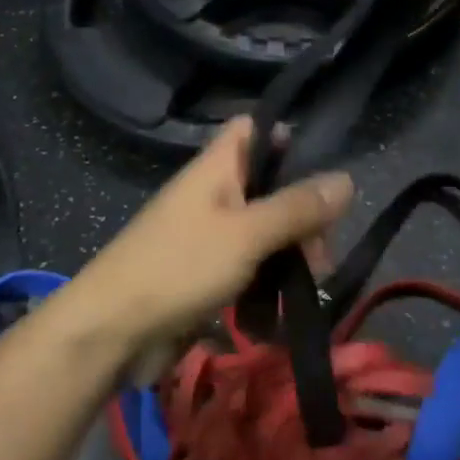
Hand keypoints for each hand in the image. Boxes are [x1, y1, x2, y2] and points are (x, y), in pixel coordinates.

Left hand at [59, 117, 353, 368]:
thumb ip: (296, 208)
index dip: (285, 135)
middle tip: (323, 251)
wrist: (113, 330)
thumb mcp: (247, 234)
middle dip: (302, 213)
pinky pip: (249, 265)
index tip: (325, 162)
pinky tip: (286, 306)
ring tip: (312, 283)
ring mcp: (208, 235)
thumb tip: (346, 178)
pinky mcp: (206, 273)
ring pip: (264, 230)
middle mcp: (213, 194)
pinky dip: (269, 280)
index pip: (252, 129)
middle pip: (269, 186)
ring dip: (291, 253)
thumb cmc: (179, 267)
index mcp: (216, 168)